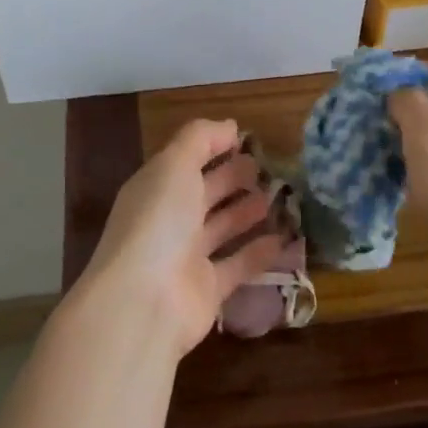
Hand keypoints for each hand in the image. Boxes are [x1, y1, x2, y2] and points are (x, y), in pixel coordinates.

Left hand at [80, 120, 285, 355]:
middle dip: (232, 178)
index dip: (213, 147)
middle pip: (204, 193)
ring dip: (246, 212)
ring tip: (277, 197)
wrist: (144, 301)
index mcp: (156, 187)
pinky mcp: (208, 290)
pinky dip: (258, 252)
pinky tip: (283, 238)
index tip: (247, 139)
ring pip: (221, 228)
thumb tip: (229, 125)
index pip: (186, 160)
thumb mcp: (174, 165)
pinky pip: (237, 265)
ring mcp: (187, 256)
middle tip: (267, 167)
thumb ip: (200, 139)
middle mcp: (169, 220)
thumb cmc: (158, 222)